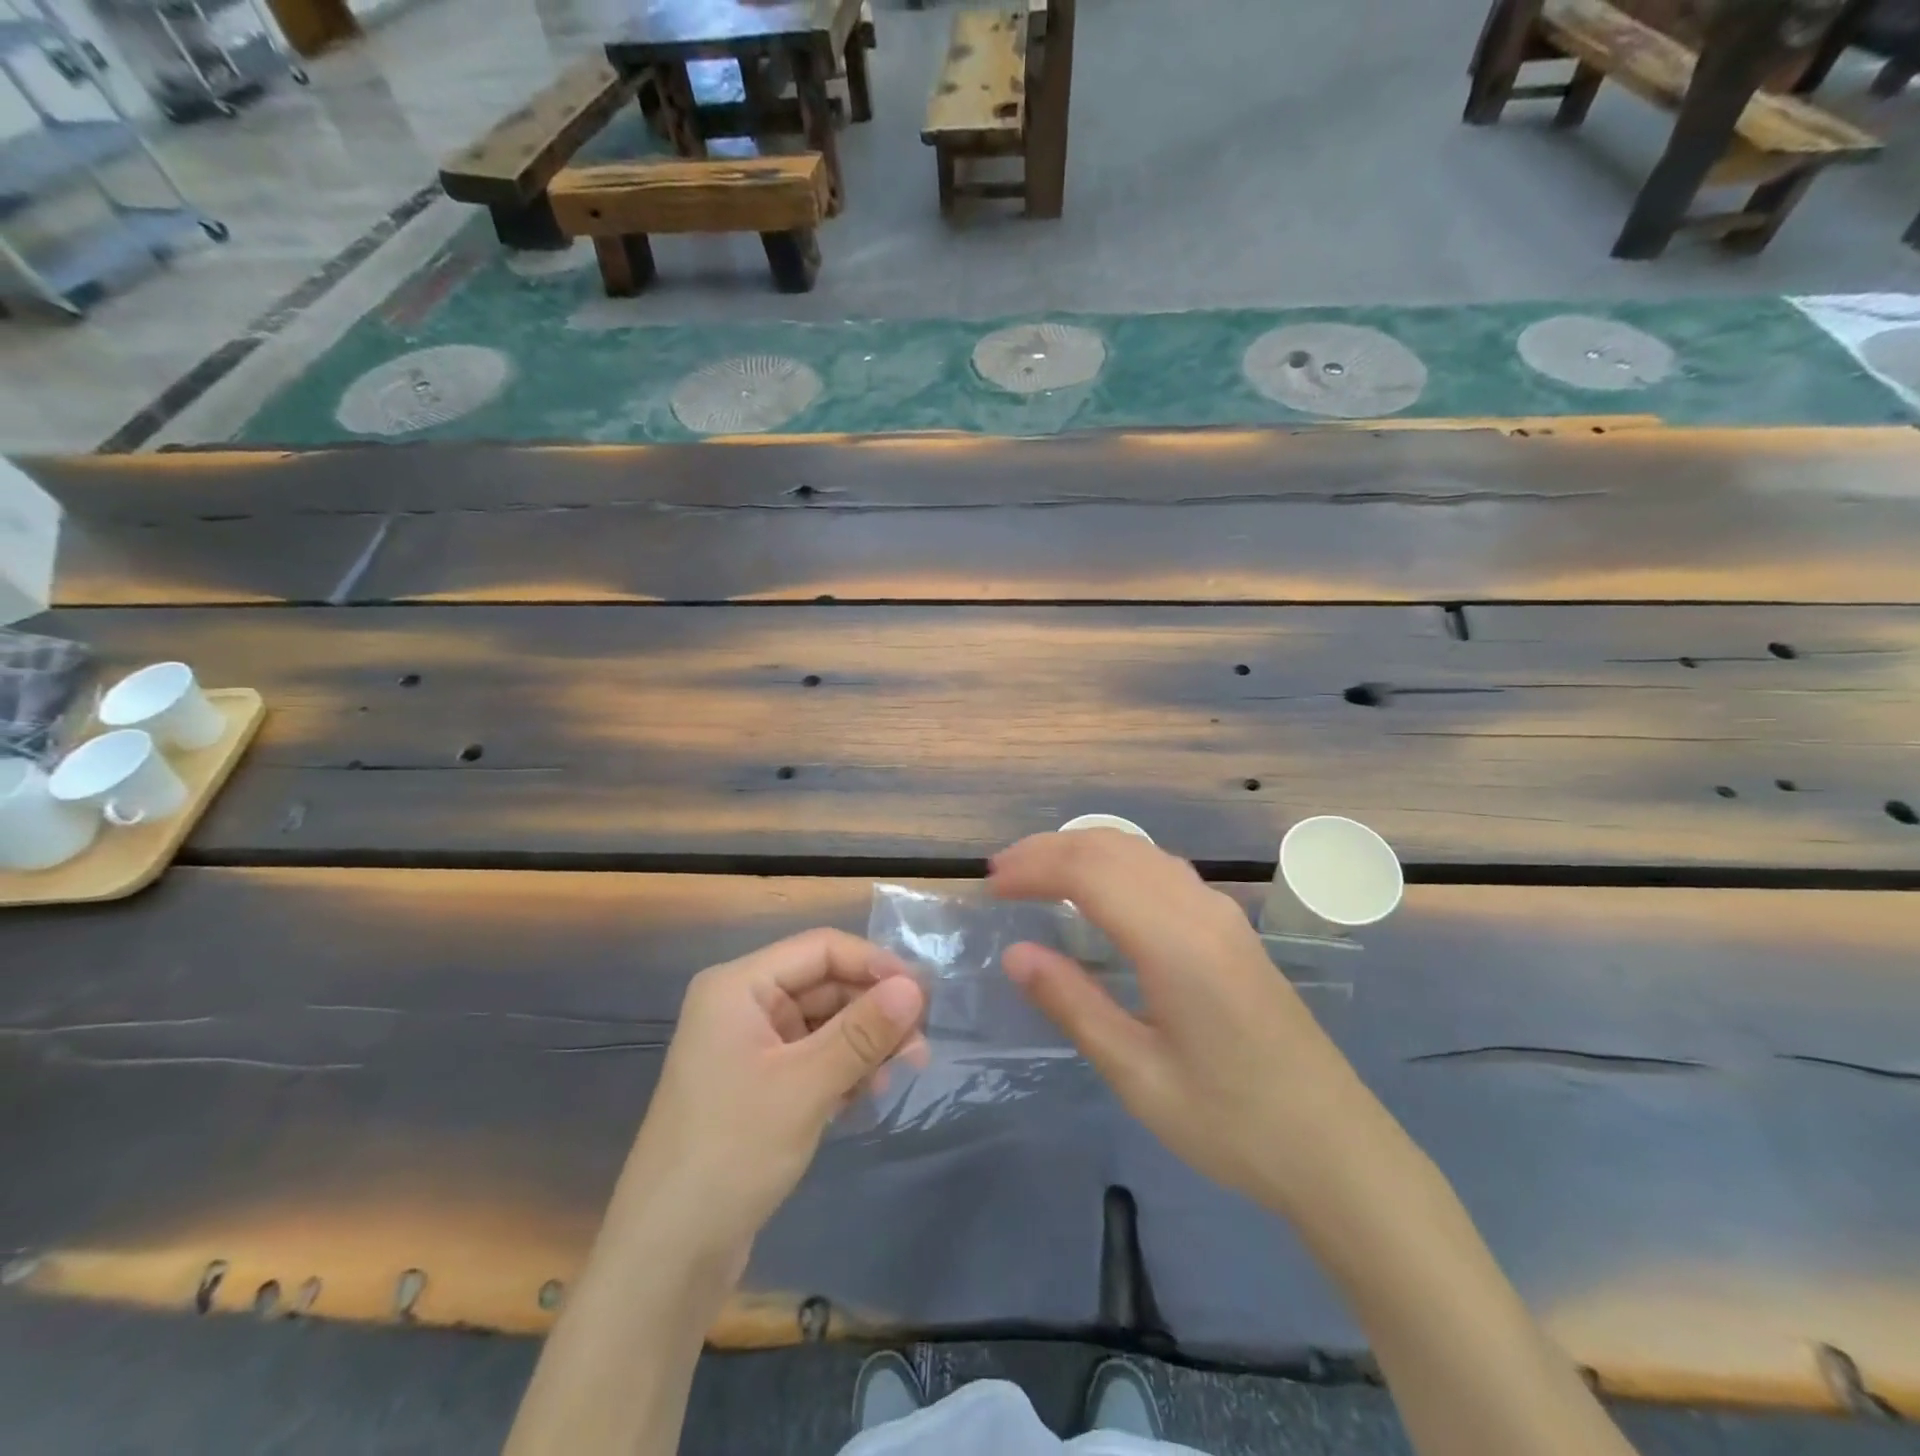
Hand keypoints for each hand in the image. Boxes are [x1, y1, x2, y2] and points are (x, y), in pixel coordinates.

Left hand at [618, 929, 926, 1274]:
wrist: (666, 1257)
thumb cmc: (731, 1153)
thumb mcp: (806, 1086)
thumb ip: (863, 1032)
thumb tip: (914, 988)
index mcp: (739, 987)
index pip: (820, 949)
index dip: (874, 964)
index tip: (922, 995)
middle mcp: (742, 1006)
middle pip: (824, 985)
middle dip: (873, 1011)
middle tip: (919, 1046)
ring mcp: (749, 1047)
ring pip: (823, 1023)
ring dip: (863, 1043)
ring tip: (898, 1074)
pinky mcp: (758, 1085)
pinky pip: (812, 1057)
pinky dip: (843, 1069)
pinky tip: (865, 1096)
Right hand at [990, 831, 1365, 1207]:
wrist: (1336, 1149)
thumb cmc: (1232, 1123)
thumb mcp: (1138, 1075)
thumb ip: (1073, 1004)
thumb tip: (1016, 953)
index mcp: (1175, 942)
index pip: (1090, 872)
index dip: (1034, 868)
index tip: (990, 887)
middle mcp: (1200, 909)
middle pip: (1113, 848)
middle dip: (1050, 850)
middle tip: (1001, 875)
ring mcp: (1221, 914)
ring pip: (1140, 852)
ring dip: (1083, 851)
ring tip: (1036, 875)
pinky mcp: (1231, 929)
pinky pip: (1162, 871)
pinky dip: (1115, 864)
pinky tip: (1098, 892)